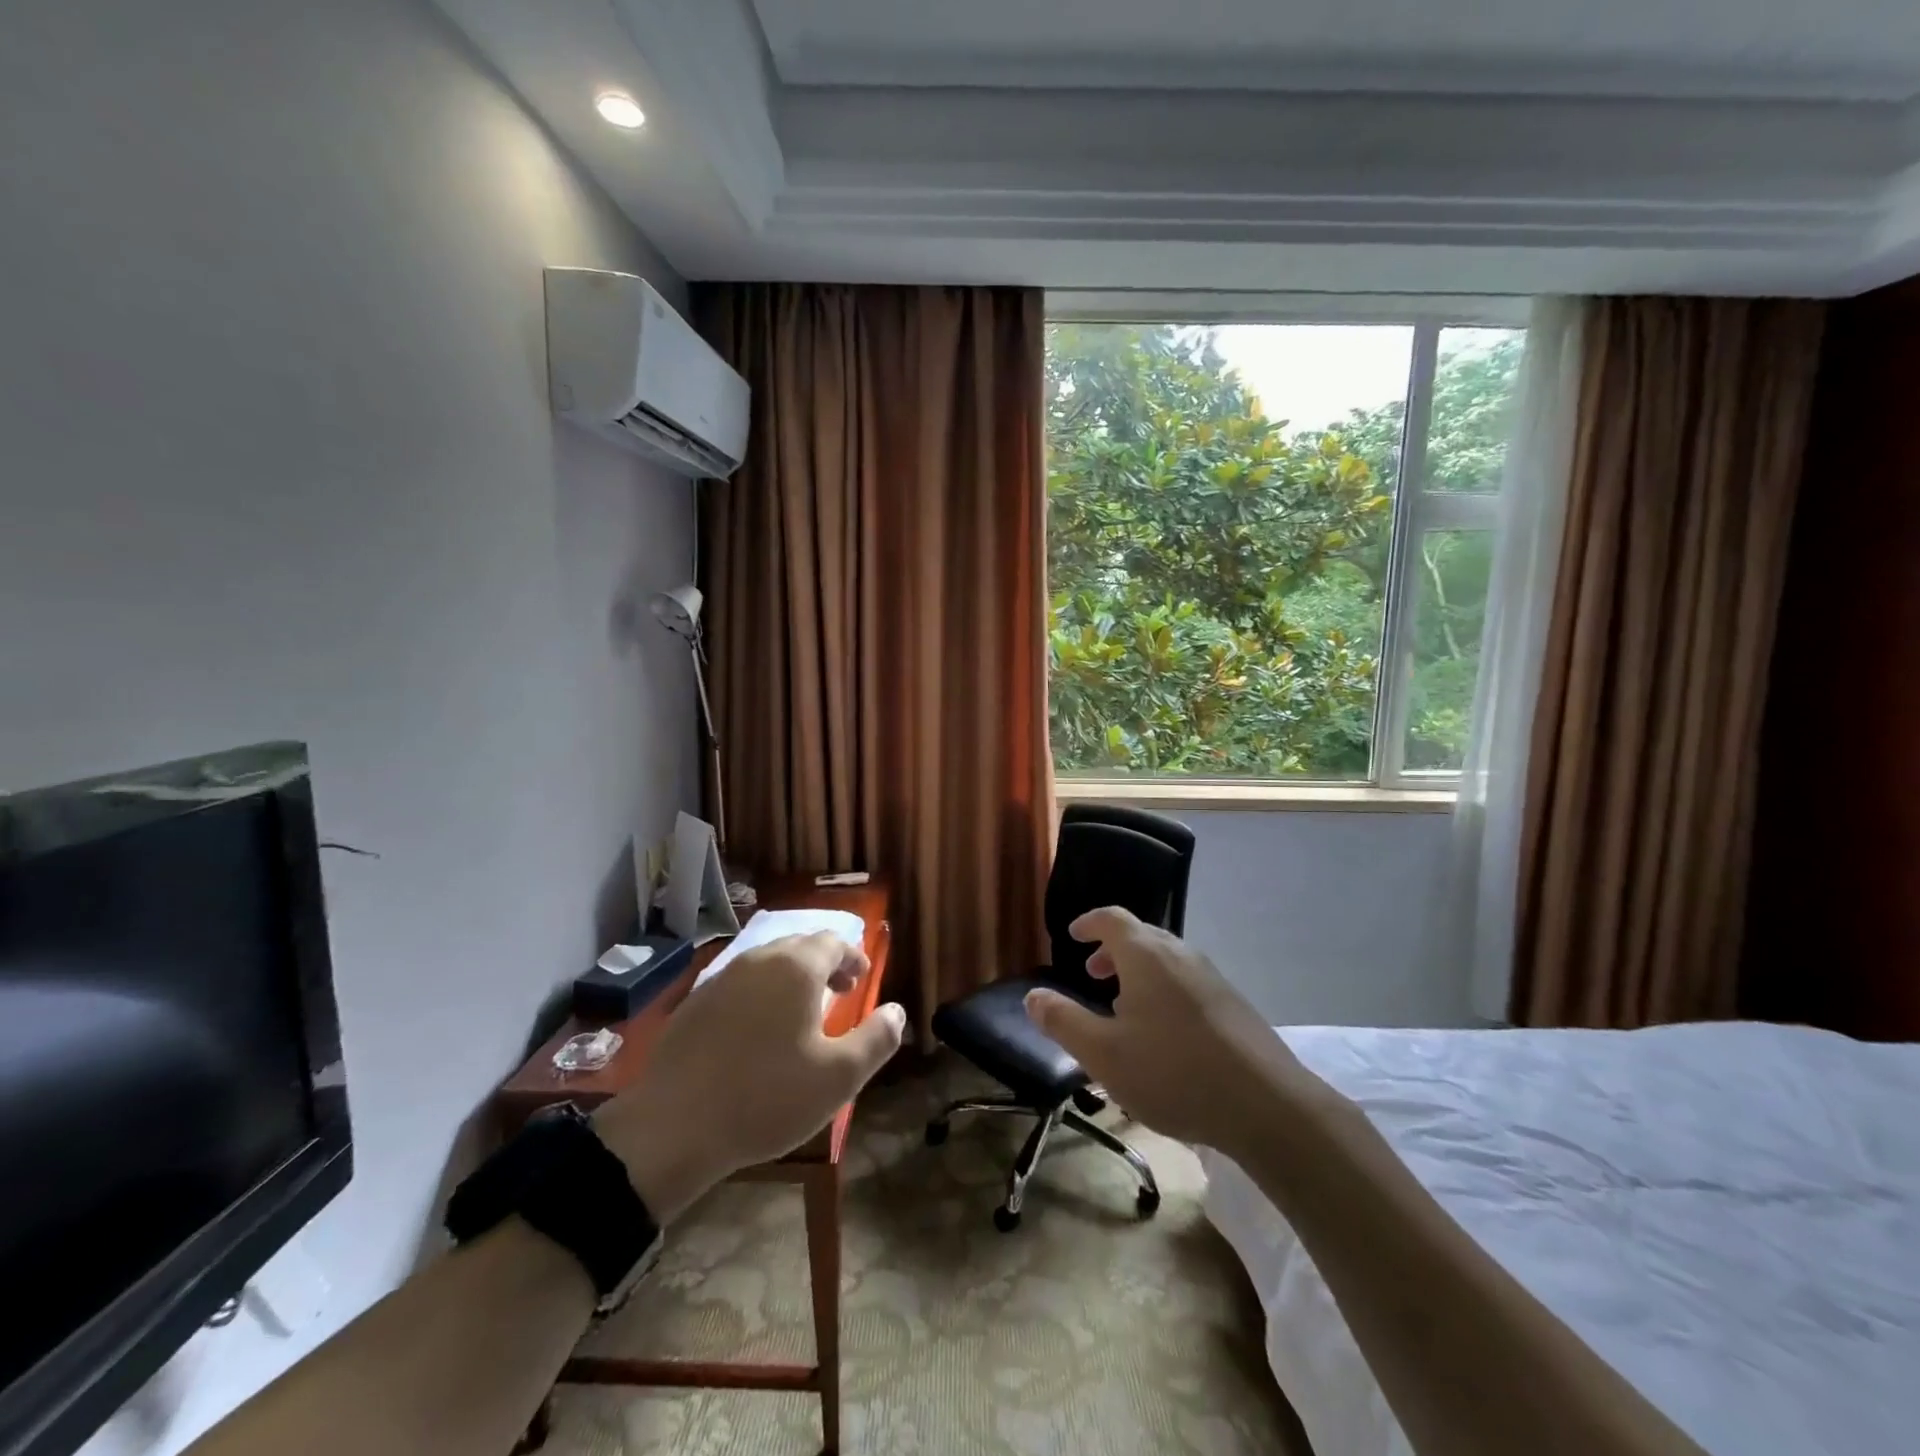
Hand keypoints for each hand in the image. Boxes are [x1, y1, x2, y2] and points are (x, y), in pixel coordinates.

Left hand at [595, 932, 905, 1220]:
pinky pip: (739, 984)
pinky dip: (759, 995)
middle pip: (800, 946)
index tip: (861, 983)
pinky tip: (756, 1032)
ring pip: (767, 963)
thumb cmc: (766, 1097)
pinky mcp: (694, 1003)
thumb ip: (877, 1038)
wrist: (672, 1128)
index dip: (853, 958)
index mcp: (796, 968)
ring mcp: (721, 979)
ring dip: (791, 979)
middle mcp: (759, 960)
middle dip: (824, 965)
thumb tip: (897, 1011)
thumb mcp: (838, 1077)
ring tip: (800, 1015)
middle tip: (837, 996)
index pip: (834, 942)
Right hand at [1023, 907, 1313, 1149]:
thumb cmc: (1173, 1073)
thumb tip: (1032, 995)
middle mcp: (1180, 955)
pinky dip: (1164, 990)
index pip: (1112, 918)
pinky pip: (1187, 982)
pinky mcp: (1233, 1004)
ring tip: (1124, 1008)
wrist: (1267, 1105)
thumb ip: (1063, 1022)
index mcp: (1146, 955)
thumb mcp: (1104, 1054)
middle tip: (1093, 974)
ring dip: (1139, 972)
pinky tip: (1164, 1034)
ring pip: (1166, 960)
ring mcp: (1212, 978)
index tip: (1072, 936)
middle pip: (1141, 936)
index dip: (1088, 923)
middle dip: (1112, 950)